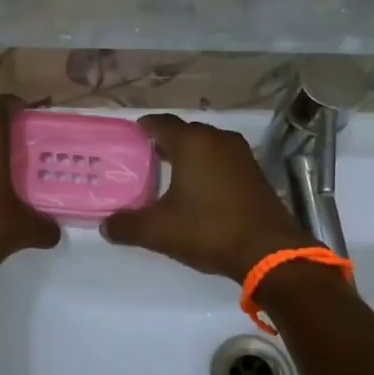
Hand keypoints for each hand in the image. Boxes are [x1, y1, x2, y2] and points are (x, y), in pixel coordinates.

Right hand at [101, 114, 307, 281]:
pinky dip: (207, 168)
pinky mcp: (255, 172)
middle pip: (184, 132)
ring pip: (205, 146)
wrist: (268, 251)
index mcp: (192, 142)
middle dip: (164, 143)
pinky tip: (198, 190)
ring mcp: (240, 154)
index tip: (129, 138)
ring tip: (167, 175)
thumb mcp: (159, 231)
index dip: (143, 128)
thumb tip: (105, 225)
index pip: (160, 123)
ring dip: (188, 156)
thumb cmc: (209, 230)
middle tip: (143, 160)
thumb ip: (126, 225)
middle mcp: (217, 139)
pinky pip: (222, 160)